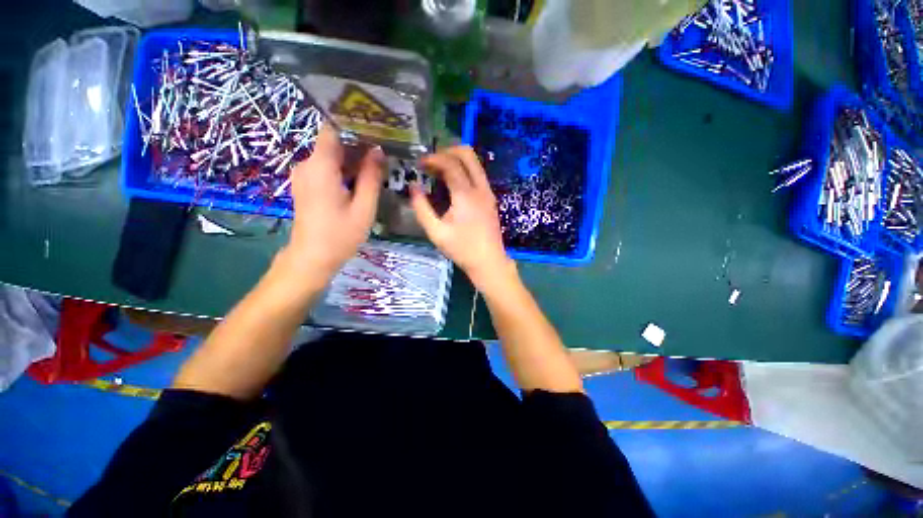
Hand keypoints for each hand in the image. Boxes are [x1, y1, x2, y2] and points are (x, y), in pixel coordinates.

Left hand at [281, 124, 383, 280]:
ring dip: (354, 157)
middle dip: (359, 143)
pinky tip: (363, 177)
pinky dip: (345, 169)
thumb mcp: (363, 208)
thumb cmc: (340, 235)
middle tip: (385, 147)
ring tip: (379, 161)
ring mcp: (305, 175)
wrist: (312, 258)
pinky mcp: (308, 184)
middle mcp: (308, 165)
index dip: (354, 125)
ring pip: (332, 155)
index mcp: (320, 167)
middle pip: (334, 142)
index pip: (333, 129)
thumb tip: (378, 151)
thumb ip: (371, 178)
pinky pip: (328, 168)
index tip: (377, 128)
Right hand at [410, 146, 515, 289]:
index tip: (419, 164)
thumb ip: (421, 208)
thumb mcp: (436, 232)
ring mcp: (488, 192)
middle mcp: (480, 188)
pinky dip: (464, 170)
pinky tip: (451, 182)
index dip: (433, 159)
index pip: (450, 163)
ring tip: (438, 170)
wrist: (489, 261)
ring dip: (456, 159)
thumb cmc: (462, 249)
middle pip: (468, 154)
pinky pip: (477, 174)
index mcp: (466, 195)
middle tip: (431, 161)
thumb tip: (413, 186)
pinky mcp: (490, 198)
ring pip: (475, 162)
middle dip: (447, 150)